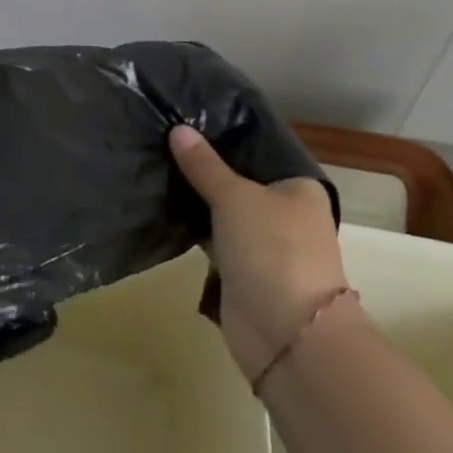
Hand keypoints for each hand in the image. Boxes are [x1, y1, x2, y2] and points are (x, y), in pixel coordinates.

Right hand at [170, 125, 346, 383]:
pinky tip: (161, 204)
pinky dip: (193, 226)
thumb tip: (178, 129)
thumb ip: (204, 165)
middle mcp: (285, 212)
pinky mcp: (242, 271)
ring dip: (196, 197)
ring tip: (154, 164)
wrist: (287, 335)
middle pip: (239, 179)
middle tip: (161, 138)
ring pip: (223, 210)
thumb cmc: (273, 250)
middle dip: (204, 166)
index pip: (258, 150)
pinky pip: (213, 237)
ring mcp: (263, 244)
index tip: (187, 117)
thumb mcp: (235, 197)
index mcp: (298, 188)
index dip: (225, 135)